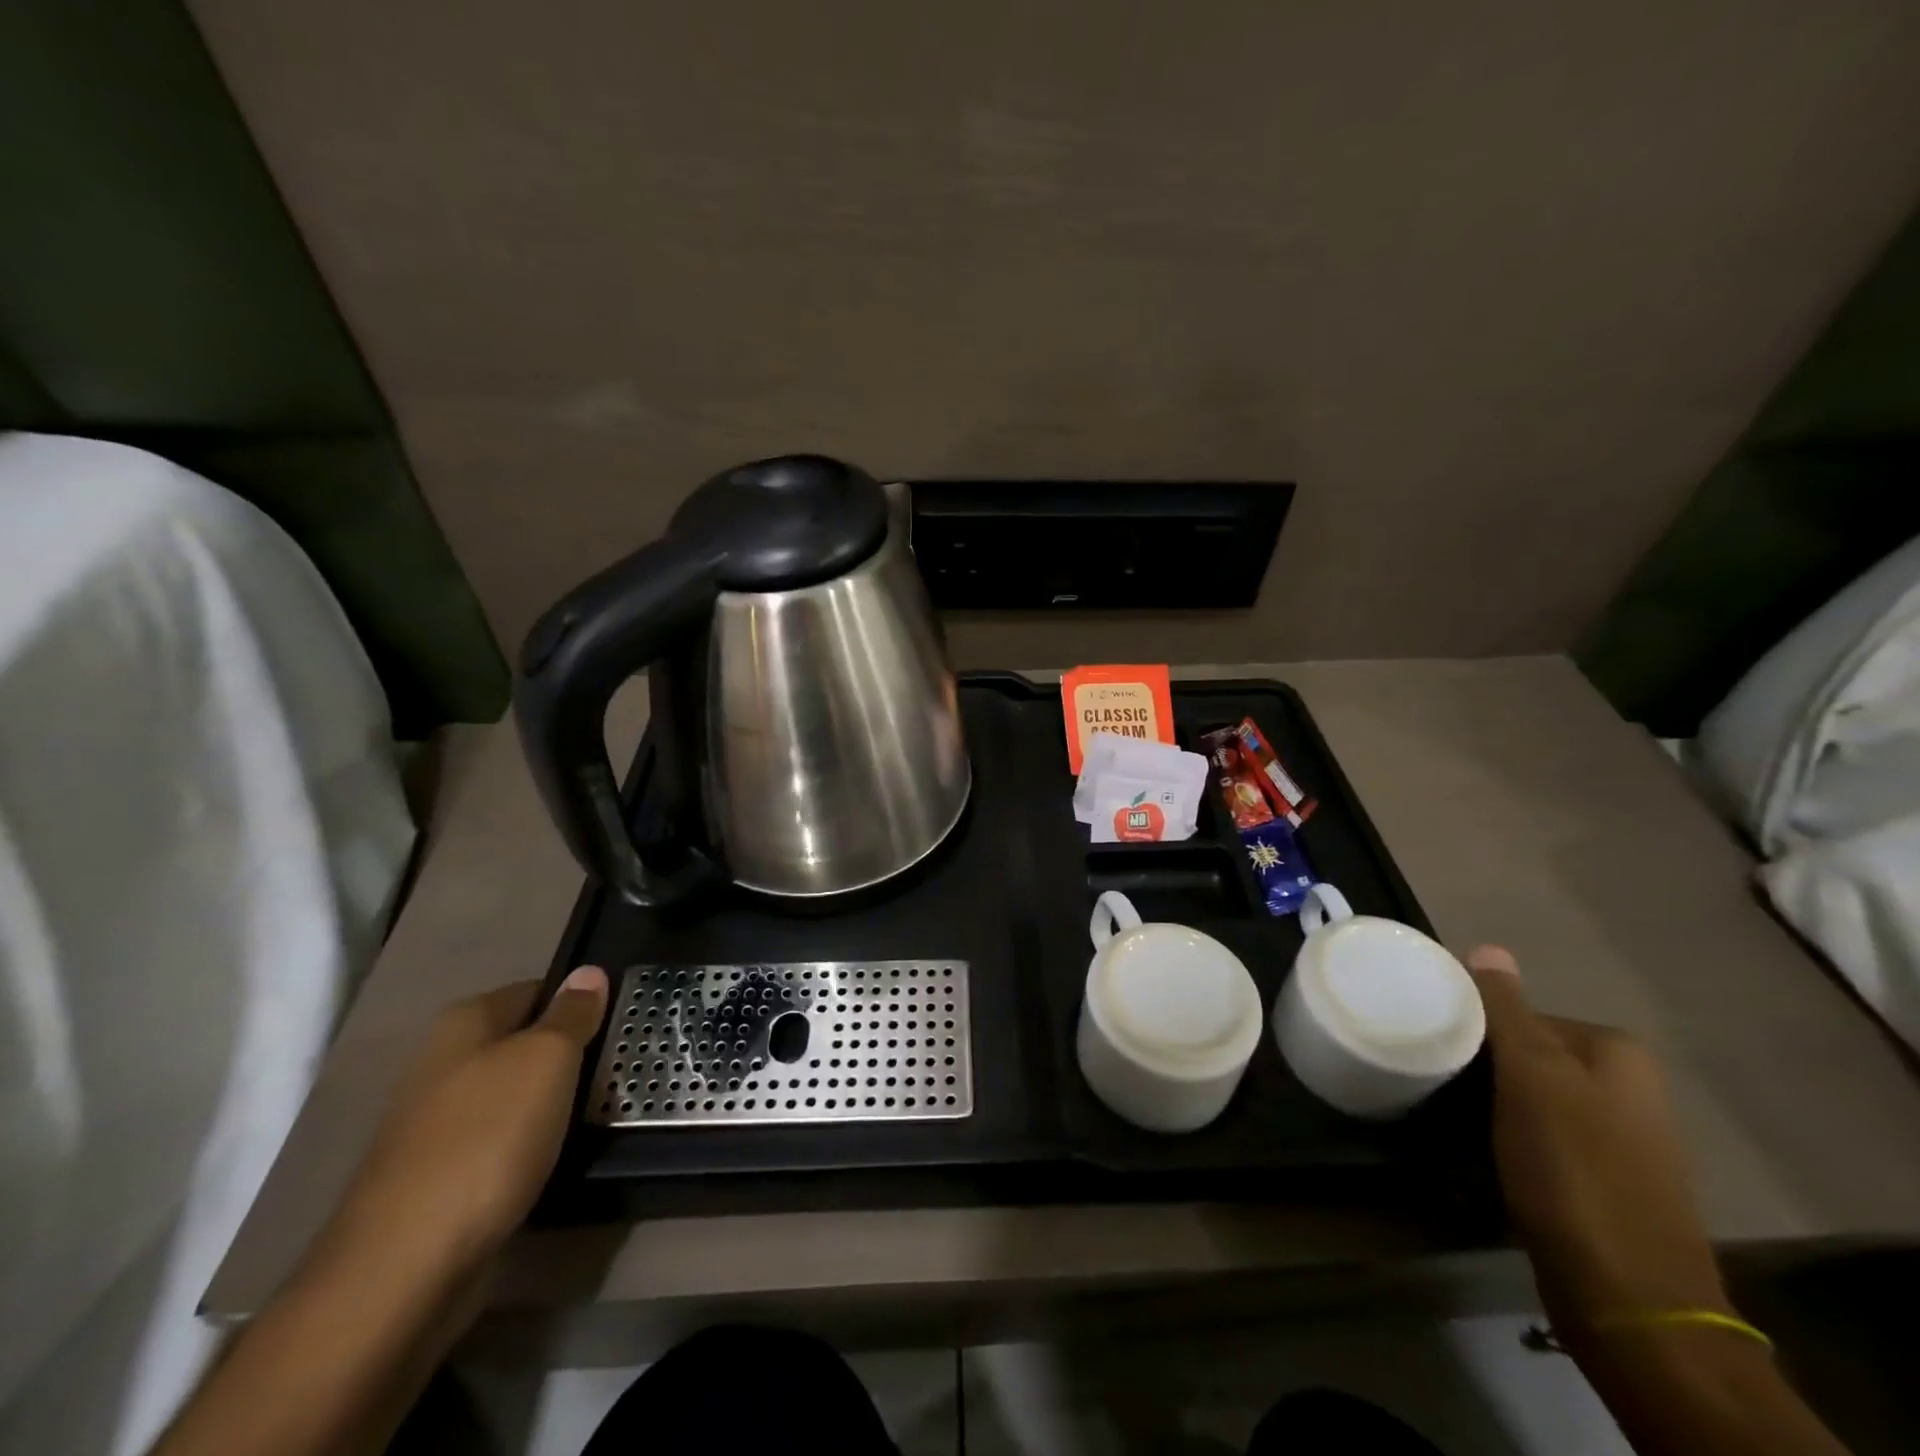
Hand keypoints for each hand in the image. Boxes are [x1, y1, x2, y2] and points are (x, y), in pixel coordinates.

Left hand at [335, 966, 609, 1276]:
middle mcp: (441, 1063)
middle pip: (523, 1042)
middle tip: (616, 1068)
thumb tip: (588, 972)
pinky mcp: (437, 1176)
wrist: (404, 1269)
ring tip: (596, 1112)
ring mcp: (434, 1123)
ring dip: (551, 1101)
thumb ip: (572, 1014)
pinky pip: (499, 1140)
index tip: (620, 1021)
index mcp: (464, 1023)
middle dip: (568, 1054)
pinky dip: (528, 1144)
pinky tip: (554, 1157)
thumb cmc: (487, 1139)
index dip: (579, 1001)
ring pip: (513, 1094)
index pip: (536, 990)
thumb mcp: (547, 1060)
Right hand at [1466, 946, 1728, 1338]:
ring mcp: (1618, 1136)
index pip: (1520, 1014)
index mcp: (1616, 1052)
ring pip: (1528, 1096)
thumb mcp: (1533, 1078)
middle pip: (1526, 1054)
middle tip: (1432, 1079)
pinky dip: (1506, 1136)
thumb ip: (1507, 1011)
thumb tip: (1488, 947)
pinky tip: (1478, 1151)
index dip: (1472, 1027)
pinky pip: (1538, 1135)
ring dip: (1487, 1103)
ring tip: (1444, 1114)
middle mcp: (1627, 1086)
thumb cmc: (1574, 1168)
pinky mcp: (1600, 1178)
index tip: (1432, 1044)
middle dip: (1479, 1065)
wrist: (1628, 1296)